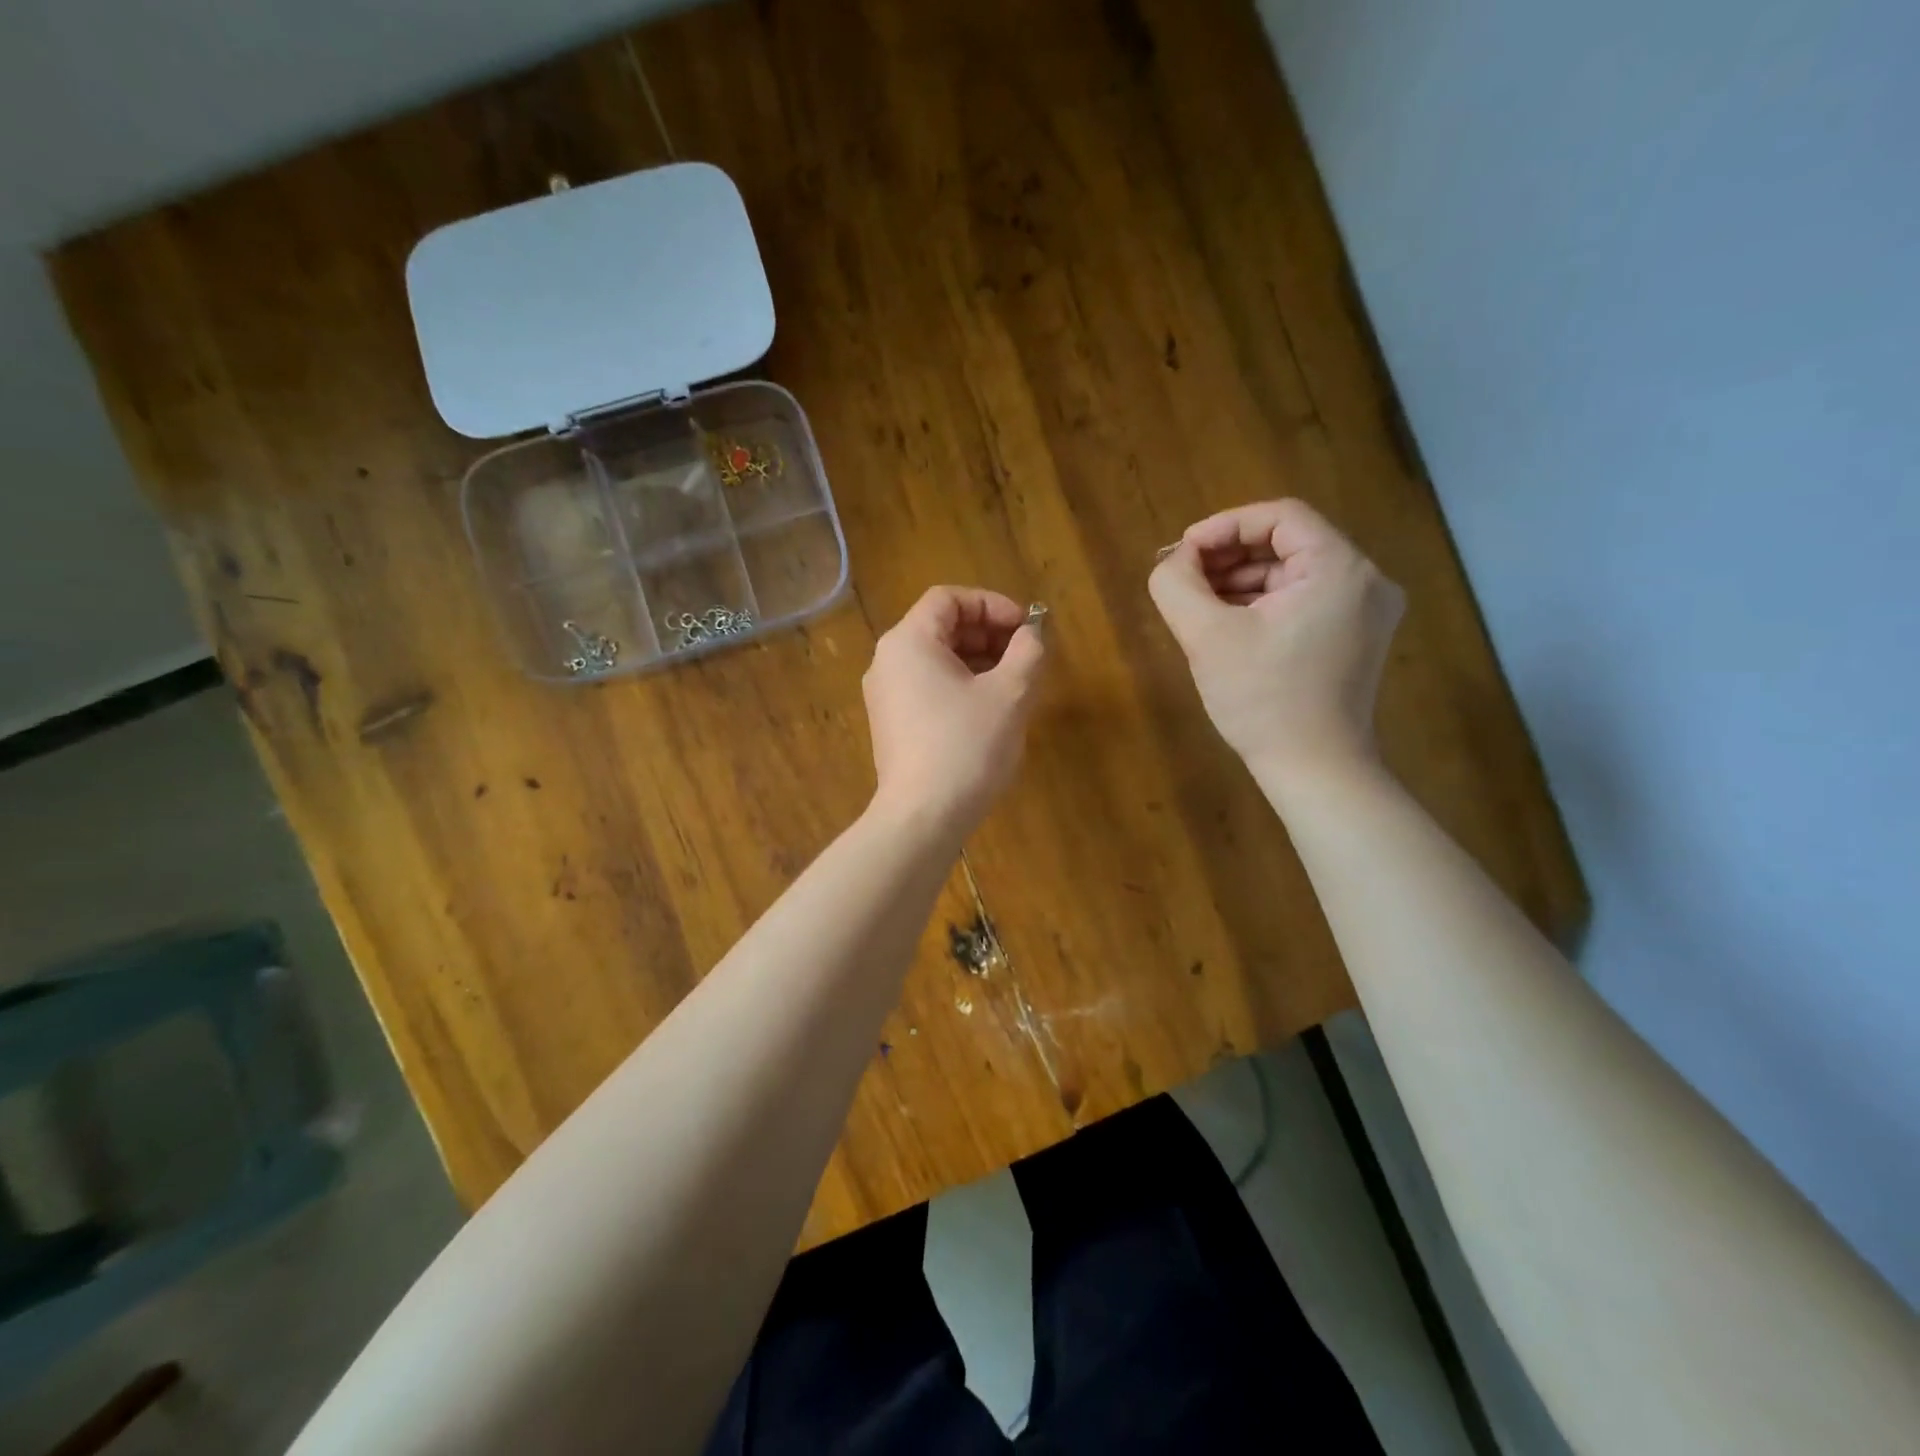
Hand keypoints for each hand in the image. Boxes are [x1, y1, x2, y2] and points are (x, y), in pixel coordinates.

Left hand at [863, 587, 1047, 837]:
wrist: (922, 818)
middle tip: (1026, 656)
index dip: (992, 604)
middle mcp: (888, 662)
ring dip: (978, 662)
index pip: (949, 599)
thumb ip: (1028, 652)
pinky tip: (990, 712)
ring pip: (937, 661)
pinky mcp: (892, 726)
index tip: (1026, 628)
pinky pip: (928, 689)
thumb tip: (1033, 634)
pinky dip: (960, 687)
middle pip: (941, 627)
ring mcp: (886, 696)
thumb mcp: (1010, 694)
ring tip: (1015, 684)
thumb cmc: (966, 747)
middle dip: (988, 634)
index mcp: (908, 642)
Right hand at [1148, 499, 1403, 788]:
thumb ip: (1177, 585)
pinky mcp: (1357, 639)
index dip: (1225, 526)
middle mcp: (1365, 581)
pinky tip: (1227, 625)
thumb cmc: (1262, 700)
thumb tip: (1172, 562)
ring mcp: (1366, 612)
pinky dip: (1264, 605)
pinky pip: (1304, 602)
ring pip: (1293, 575)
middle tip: (1185, 578)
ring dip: (1242, 581)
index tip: (1183, 553)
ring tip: (1198, 604)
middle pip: (1288, 544)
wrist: (1315, 770)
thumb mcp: (1206, 636)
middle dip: (1229, 556)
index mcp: (1339, 568)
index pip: (1280, 517)